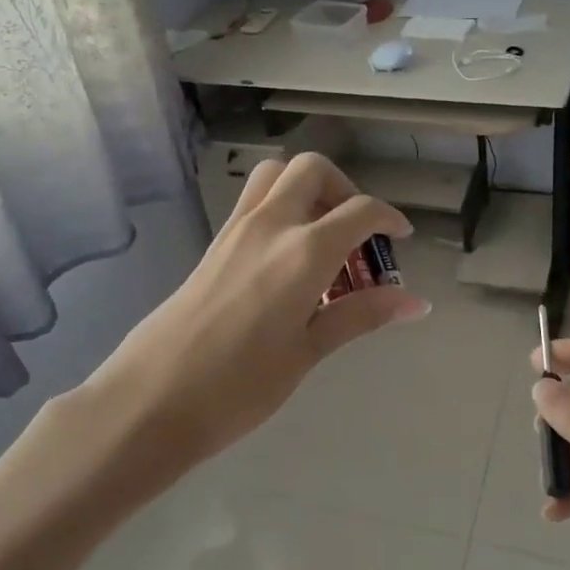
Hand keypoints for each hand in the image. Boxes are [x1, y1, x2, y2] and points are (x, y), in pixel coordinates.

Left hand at [85, 153, 427, 476]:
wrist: (151, 399)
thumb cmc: (239, 386)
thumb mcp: (308, 351)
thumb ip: (362, 315)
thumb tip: (417, 303)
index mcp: (303, 252)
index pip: (360, 210)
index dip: (388, 218)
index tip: (400, 237)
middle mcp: (270, 225)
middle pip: (313, 169)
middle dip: (344, 188)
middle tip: (356, 233)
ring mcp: (236, 230)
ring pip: (276, 174)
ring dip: (306, 188)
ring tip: (321, 234)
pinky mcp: (214, 243)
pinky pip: (253, 200)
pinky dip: (281, 205)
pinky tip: (287, 257)